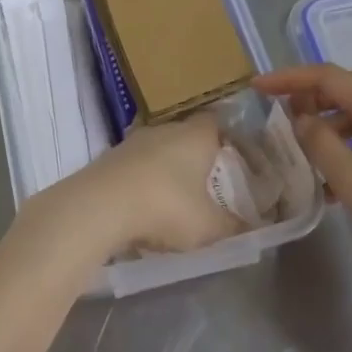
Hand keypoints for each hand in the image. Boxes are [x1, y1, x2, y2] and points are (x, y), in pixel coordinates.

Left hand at [19, 112, 239, 262]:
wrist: (99, 206)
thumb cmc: (166, 206)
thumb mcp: (208, 226)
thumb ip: (233, 226)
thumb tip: (252, 228)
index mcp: (195, 135)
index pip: (217, 122)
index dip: (227, 137)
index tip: (235, 156)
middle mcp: (164, 129)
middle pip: (186, 134)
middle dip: (196, 155)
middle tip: (209, 181)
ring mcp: (132, 142)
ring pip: (158, 149)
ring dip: (166, 168)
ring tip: (176, 196)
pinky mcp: (109, 158)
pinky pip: (135, 165)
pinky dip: (143, 180)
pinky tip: (144, 204)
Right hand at [255, 64, 351, 289]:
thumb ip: (321, 145)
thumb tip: (301, 119)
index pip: (328, 76)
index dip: (289, 77)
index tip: (257, 87)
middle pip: (348, 89)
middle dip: (310, 96)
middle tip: (281, 115)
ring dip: (331, 125)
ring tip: (308, 154)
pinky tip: (343, 181)